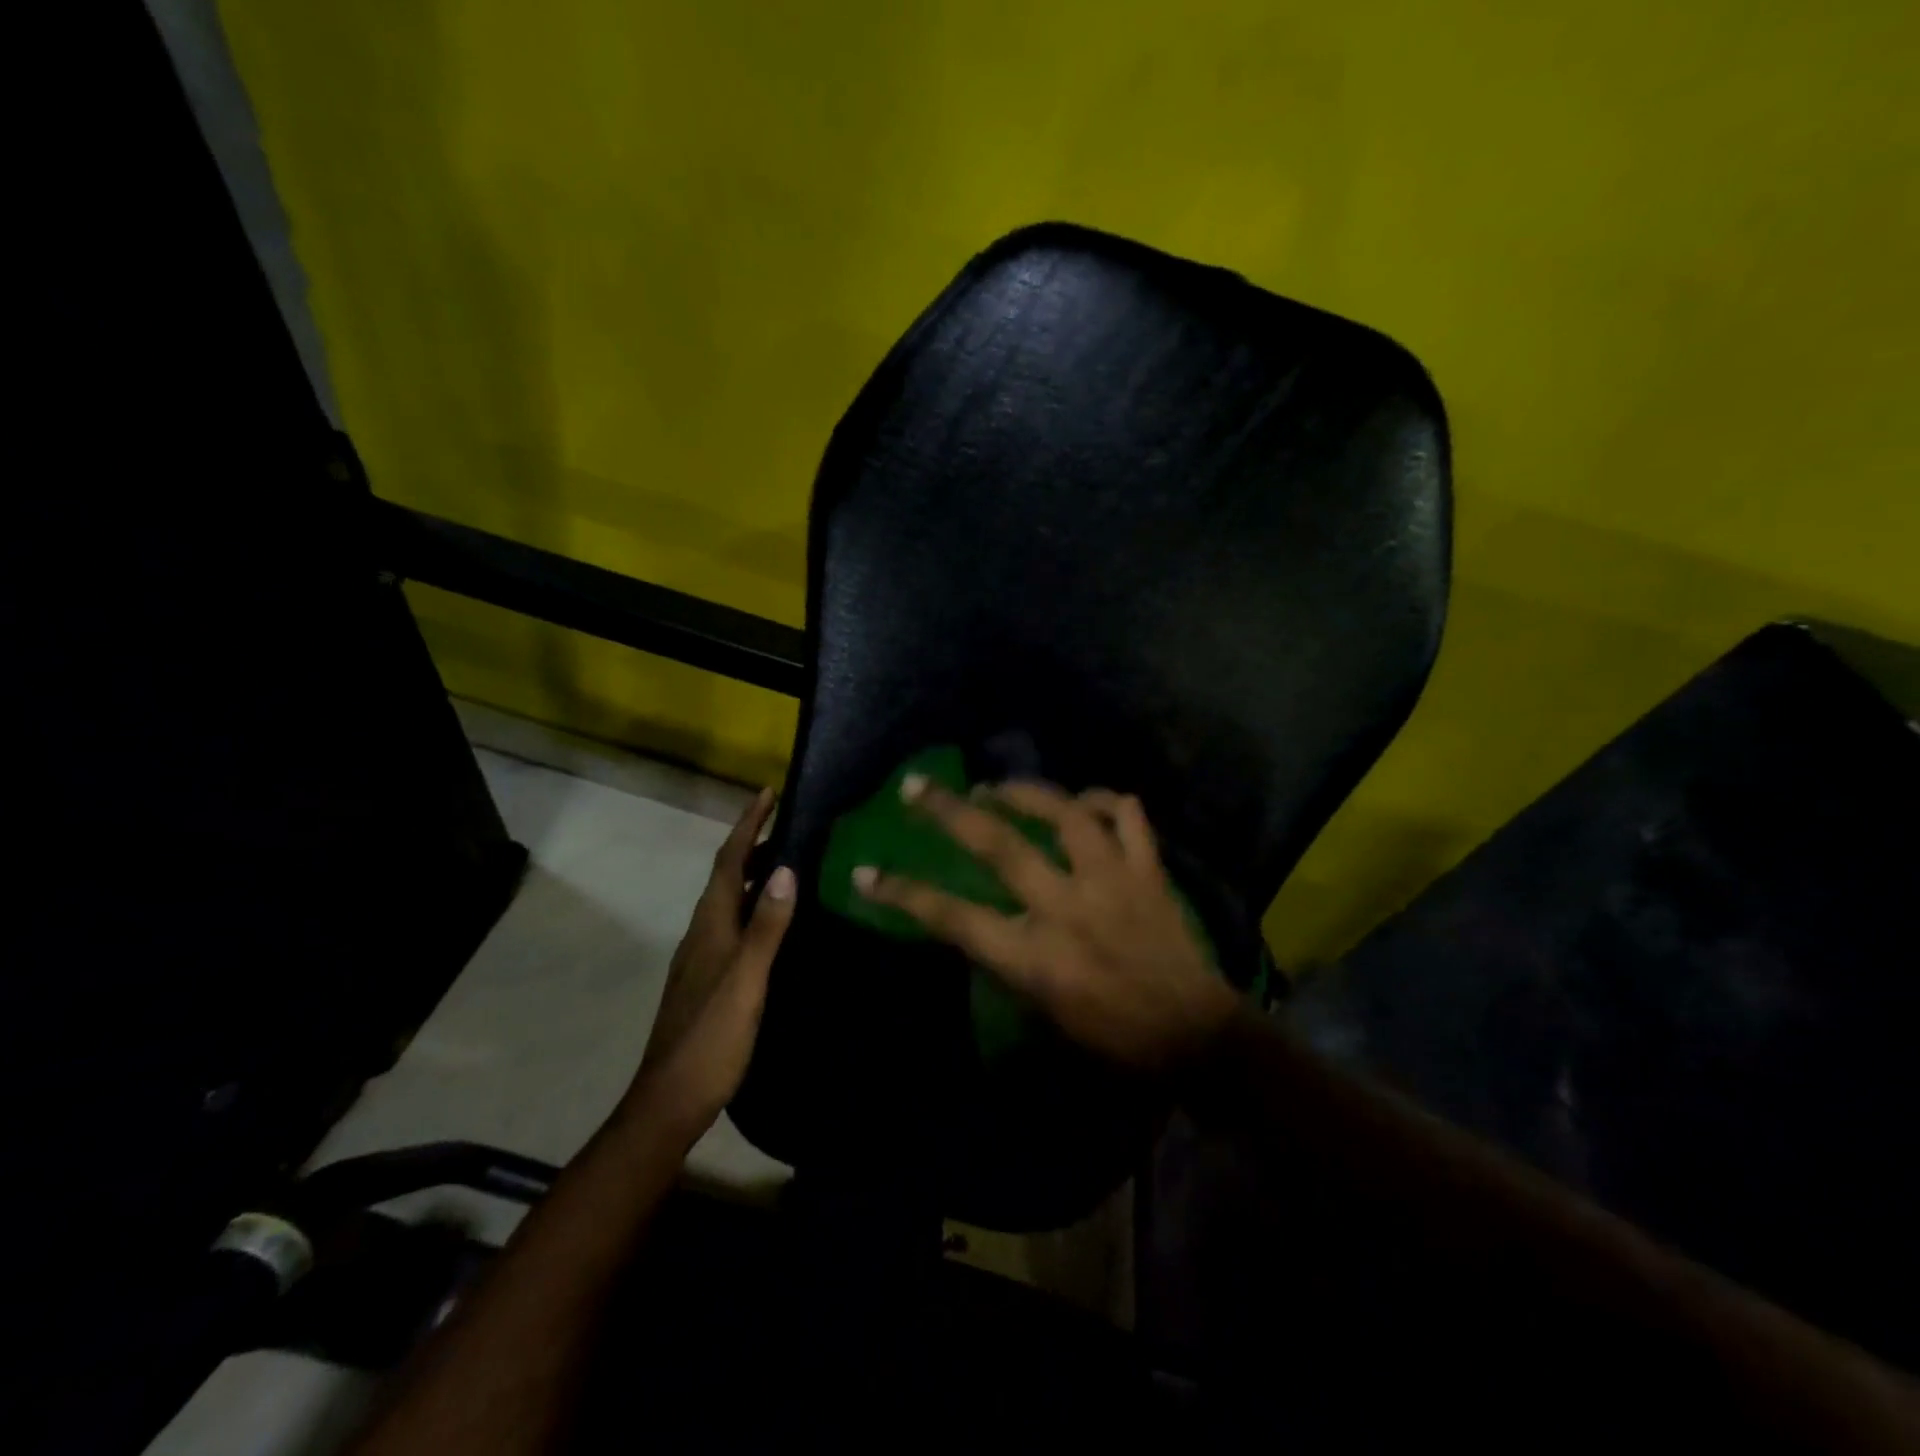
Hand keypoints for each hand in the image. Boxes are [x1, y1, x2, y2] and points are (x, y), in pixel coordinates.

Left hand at [622, 788, 794, 1139]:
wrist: (670, 1099)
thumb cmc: (711, 1037)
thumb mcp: (747, 980)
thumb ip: (766, 926)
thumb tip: (785, 869)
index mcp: (710, 926)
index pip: (727, 861)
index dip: (746, 825)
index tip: (767, 793)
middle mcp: (702, 932)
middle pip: (725, 875)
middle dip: (751, 843)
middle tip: (787, 824)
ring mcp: (701, 957)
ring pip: (727, 900)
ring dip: (751, 874)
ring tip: (786, 862)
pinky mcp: (707, 978)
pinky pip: (732, 924)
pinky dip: (751, 905)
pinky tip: (771, 920)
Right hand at [853, 777, 1236, 1070]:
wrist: (1195, 1036)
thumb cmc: (1113, 1038)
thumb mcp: (1043, 1012)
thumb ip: (1007, 961)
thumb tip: (981, 922)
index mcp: (1034, 954)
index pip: (952, 917)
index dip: (904, 893)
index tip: (867, 871)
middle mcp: (1066, 907)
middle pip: (998, 845)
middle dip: (950, 811)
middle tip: (919, 786)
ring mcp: (1111, 880)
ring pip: (1064, 813)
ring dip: (1024, 791)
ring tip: (997, 785)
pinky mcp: (1148, 870)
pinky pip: (1125, 815)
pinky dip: (1102, 801)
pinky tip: (1084, 803)